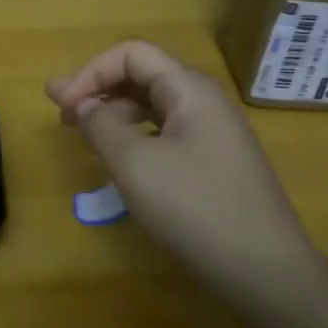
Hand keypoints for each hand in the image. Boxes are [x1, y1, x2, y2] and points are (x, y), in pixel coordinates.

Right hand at [47, 40, 322, 293]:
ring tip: (84, 135)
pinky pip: (166, 133)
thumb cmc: (195, 207)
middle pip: (143, 75)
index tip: (60, 106)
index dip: (90, 72)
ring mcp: (214, 134)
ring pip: (153, 106)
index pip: (131, 54)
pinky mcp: (215, 164)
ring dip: (114, 112)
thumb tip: (84, 105)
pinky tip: (120, 159)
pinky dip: (135, 136)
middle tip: (60, 113)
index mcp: (189, 88)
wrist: (267, 273)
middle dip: (98, 88)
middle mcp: (205, 101)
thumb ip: (101, 125)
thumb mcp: (135, 164)